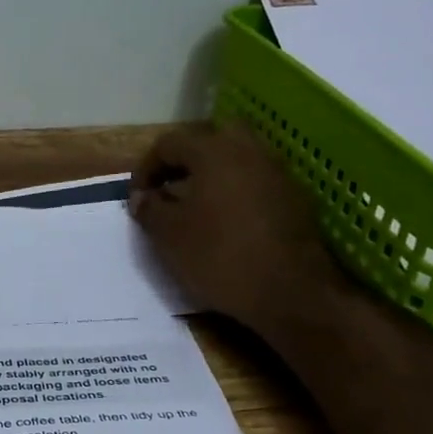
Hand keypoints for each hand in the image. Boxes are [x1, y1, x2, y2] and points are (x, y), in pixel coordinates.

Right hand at [129, 123, 341, 335]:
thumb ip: (149, 209)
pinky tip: (226, 223)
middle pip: (208, 141)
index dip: (145, 168)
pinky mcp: (295, 198)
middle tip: (168, 191)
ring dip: (211, 176)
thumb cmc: (219, 256)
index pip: (169, 144)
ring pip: (236, 159)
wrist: (290, 292)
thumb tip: (141, 197)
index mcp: (215, 151)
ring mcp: (278, 172)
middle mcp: (250, 150)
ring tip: (194, 208)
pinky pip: (255, 181)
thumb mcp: (168, 236)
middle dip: (183, 162)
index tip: (137, 198)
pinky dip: (235, 192)